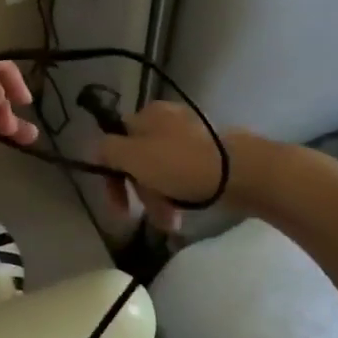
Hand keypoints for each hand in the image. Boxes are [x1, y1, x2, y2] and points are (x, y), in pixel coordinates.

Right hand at [96, 100, 239, 231]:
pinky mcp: (210, 154)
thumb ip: (108, 150)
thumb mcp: (134, 156)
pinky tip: (184, 212)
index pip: (116, 142)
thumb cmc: (180, 164)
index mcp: (146, 114)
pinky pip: (183, 175)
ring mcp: (190, 136)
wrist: (240, 172)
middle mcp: (167, 119)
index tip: (118, 205)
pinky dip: (179, 195)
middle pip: (139, 159)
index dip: (111, 174)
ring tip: (170, 223)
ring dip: (159, 199)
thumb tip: (98, 149)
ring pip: (161, 171)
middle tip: (148, 215)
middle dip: (140, 192)